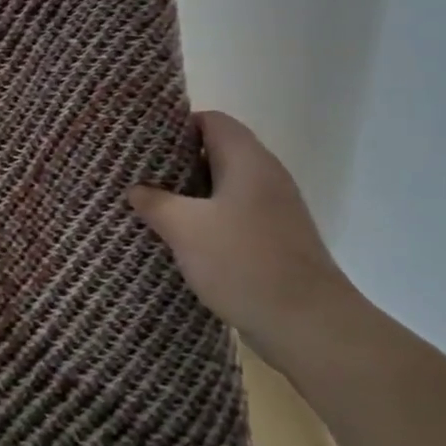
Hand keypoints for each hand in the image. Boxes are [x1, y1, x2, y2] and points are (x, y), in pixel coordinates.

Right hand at [129, 111, 363, 374]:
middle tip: (141, 176)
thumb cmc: (243, 262)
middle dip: (178, 162)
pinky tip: (185, 240)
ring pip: (226, 186)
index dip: (176, 127)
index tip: (144, 144)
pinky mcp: (277, 239)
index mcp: (247, 159)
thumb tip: (136, 189)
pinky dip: (209, 219)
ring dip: (192, 194)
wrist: (309, 325)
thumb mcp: (185, 228)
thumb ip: (155, 202)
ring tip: (155, 207)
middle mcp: (266, 175)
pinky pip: (236, 214)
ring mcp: (275, 208)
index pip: (211, 120)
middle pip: (217, 151)